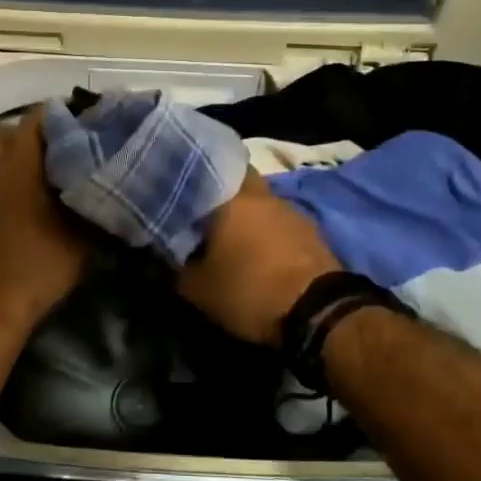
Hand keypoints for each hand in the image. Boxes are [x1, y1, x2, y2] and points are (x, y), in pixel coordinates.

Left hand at [0, 110, 90, 334]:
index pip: (39, 117)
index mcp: (18, 163)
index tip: (91, 127)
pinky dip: (4, 192)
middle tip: (62, 153)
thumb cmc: (34, 267)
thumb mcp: (81, 240)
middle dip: (32, 136)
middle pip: (5, 133)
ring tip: (47, 185)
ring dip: (15, 165)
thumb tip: (120, 193)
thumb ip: (99, 210)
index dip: (66, 116)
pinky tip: (26, 216)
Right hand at [178, 171, 341, 345]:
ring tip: (227, 235)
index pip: (205, 169)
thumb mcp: (198, 289)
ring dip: (245, 213)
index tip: (173, 193)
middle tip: (200, 214)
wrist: (318, 312)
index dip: (188, 179)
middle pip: (237, 180)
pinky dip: (265, 230)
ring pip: (259, 201)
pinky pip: (278, 221)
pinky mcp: (310, 231)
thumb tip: (162, 255)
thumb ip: (175, 267)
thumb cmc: (250, 291)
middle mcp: (262, 194)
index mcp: (232, 197)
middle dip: (220, 193)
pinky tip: (255, 250)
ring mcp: (290, 210)